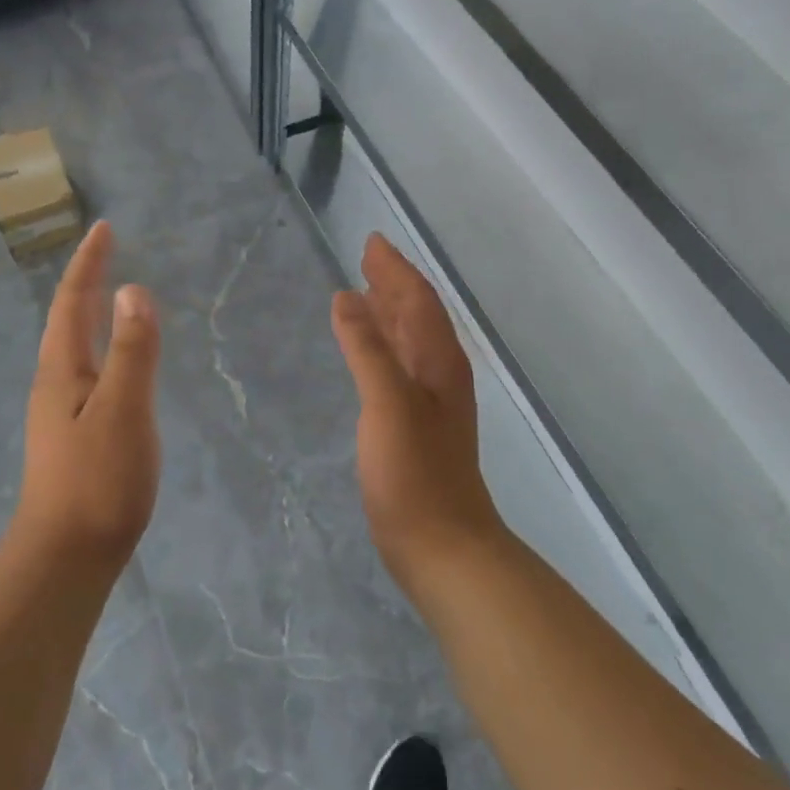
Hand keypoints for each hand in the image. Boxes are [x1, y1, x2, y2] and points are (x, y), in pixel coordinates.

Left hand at [16, 222, 161, 568]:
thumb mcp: (123, 410)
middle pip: (66, 320)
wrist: (67, 556)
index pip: (72, 302)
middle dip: (85, 281)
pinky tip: (111, 364)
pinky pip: (85, 371)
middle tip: (105, 251)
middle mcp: (54, 384)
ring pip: (72, 347)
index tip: (103, 228)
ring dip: (87, 313)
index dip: (89, 263)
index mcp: (62, 370)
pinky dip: (99, 347)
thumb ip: (132, 351)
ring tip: (107, 296)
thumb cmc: (98, 480)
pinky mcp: (72, 437)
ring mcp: (59, 412)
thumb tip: (133, 290)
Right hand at [331, 234, 505, 588]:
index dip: (395, 269)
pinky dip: (382, 346)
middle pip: (417, 315)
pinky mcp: (415, 425)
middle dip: (393, 283)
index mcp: (438, 362)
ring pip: (410, 340)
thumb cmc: (415, 475)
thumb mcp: (388, 405)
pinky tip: (368, 353)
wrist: (443, 547)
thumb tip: (346, 298)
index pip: (417, 300)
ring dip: (389, 312)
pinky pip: (399, 366)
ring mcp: (430, 402)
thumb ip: (367, 350)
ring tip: (364, 292)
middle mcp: (439, 374)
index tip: (372, 242)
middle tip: (366, 258)